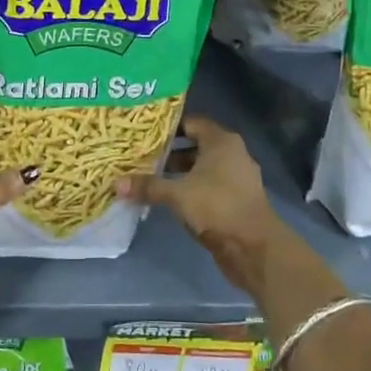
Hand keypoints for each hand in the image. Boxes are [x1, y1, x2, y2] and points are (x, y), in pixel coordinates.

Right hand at [118, 115, 289, 298]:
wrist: (254, 248)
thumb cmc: (217, 207)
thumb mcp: (177, 195)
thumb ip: (148, 186)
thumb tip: (116, 183)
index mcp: (221, 141)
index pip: (191, 123)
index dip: (168, 127)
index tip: (144, 133)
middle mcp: (232, 154)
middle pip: (195, 146)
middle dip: (169, 152)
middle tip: (141, 156)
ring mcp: (236, 178)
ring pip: (201, 168)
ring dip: (179, 174)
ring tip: (150, 178)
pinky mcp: (236, 200)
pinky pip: (208, 187)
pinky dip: (190, 190)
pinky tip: (169, 199)